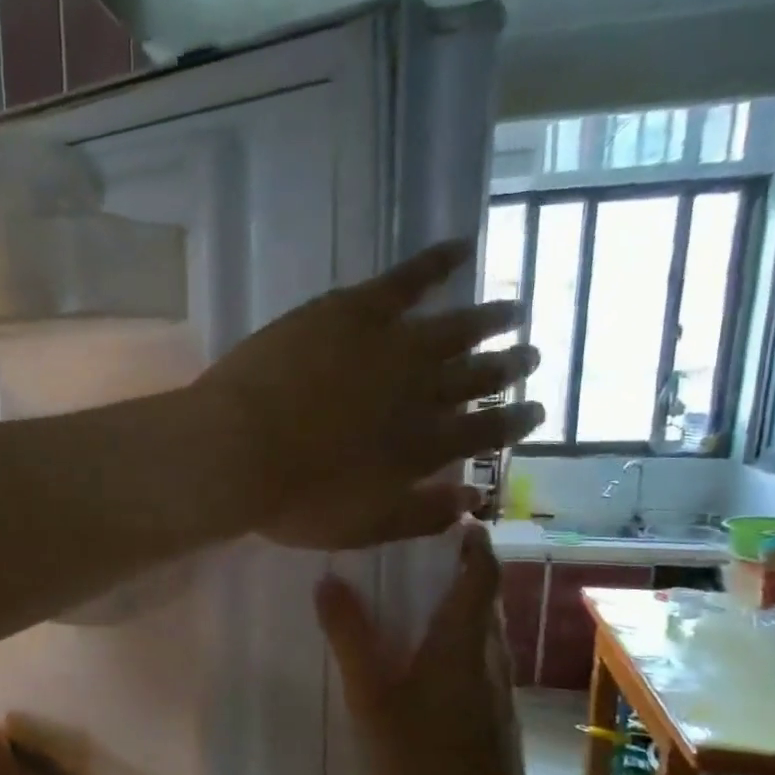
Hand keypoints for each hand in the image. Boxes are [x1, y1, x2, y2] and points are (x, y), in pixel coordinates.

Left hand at [193, 240, 542, 548]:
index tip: (534, 410)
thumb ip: (421, 516)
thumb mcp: (362, 527)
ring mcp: (392, 346)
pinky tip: (462, 248)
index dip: (514, 421)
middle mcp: (423, 393)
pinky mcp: (355, 310)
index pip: (485, 432)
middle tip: (530, 356)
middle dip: (508, 367)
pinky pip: (408, 278)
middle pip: (478, 377)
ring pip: (456, 328)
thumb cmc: (294, 500)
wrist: (239, 451)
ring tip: (512, 311)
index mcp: (424, 448)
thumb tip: (472, 502)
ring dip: (489, 320)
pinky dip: (438, 261)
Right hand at [315, 520, 534, 774]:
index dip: (471, 538)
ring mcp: (496, 683)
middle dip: (457, 563)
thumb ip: (351, 638)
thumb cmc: (421, 761)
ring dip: (455, 599)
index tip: (446, 514)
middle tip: (411, 547)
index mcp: (463, 640)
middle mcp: (488, 653)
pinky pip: (477, 651)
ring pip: (481, 624)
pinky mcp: (494, 708)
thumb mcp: (372, 698)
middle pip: (483, 593)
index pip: (481, 570)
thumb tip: (329, 580)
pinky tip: (420, 652)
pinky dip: (454, 633)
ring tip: (410, 591)